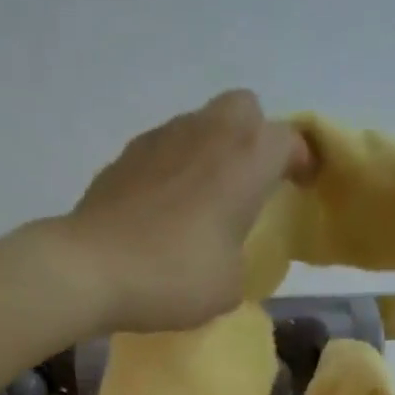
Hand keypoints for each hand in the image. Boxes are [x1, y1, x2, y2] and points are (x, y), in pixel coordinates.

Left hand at [54, 91, 313, 334]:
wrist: (93, 268)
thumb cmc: (175, 277)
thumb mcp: (229, 285)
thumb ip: (240, 255)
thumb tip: (224, 248)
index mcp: (245, 160)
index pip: (288, 139)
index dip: (301, 160)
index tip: (301, 185)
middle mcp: (207, 133)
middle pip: (245, 110)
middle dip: (255, 138)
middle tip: (252, 183)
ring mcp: (162, 138)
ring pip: (202, 125)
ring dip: (213, 152)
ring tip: (207, 200)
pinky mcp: (127, 155)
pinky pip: (167, 149)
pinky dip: (177, 169)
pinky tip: (168, 210)